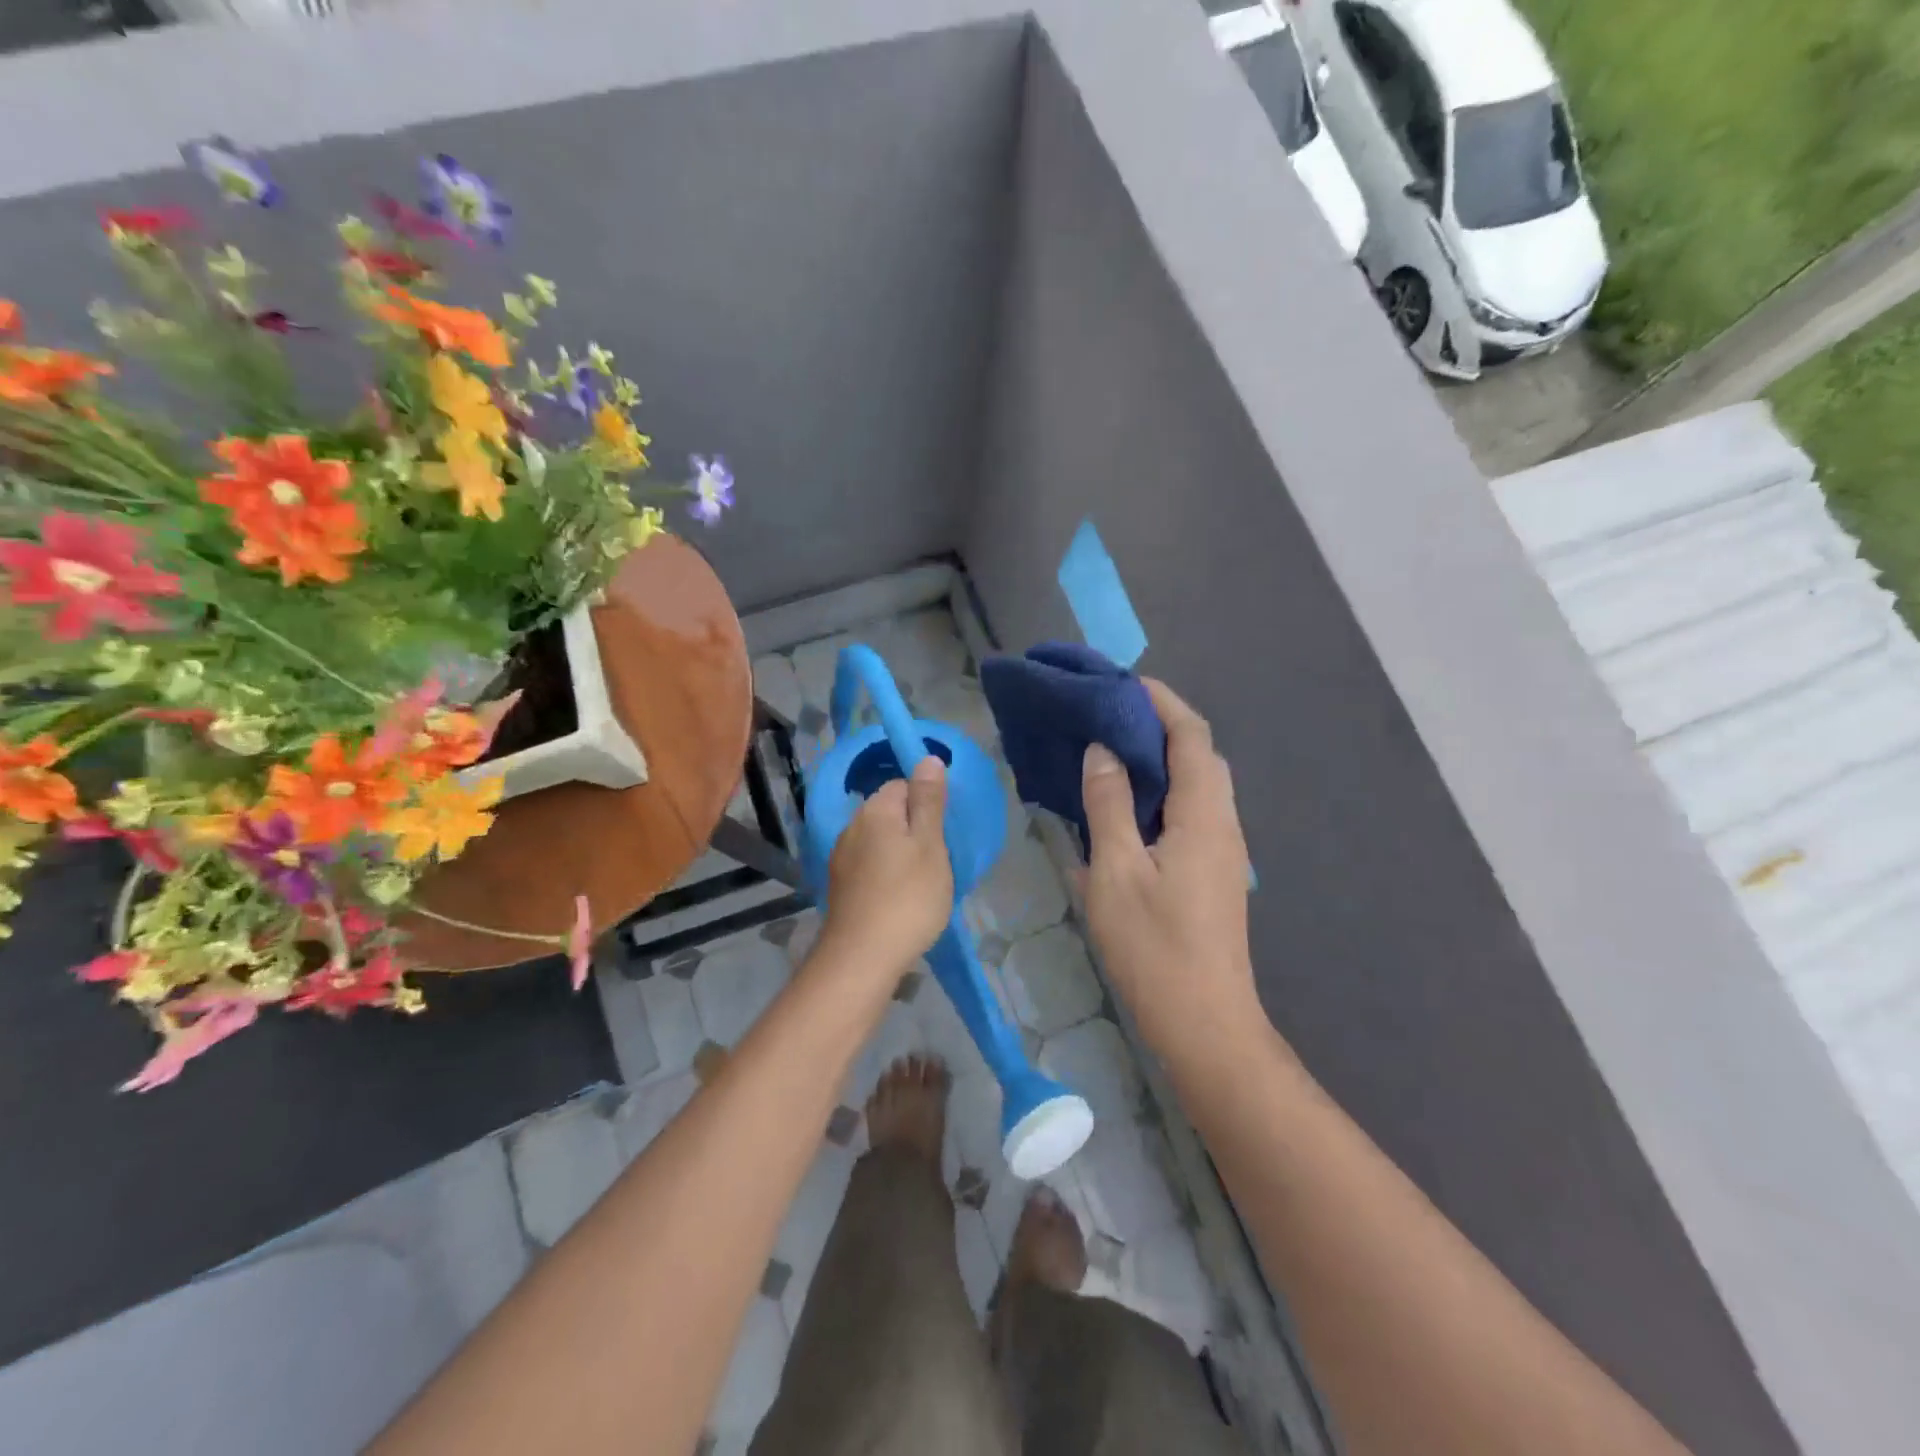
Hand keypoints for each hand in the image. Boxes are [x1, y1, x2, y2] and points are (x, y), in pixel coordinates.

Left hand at [817, 757, 953, 978]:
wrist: (863, 957)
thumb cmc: (907, 897)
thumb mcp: (930, 845)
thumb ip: (929, 801)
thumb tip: (927, 758)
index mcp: (875, 810)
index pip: (903, 785)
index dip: (926, 804)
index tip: (943, 833)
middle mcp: (852, 827)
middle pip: (890, 813)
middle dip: (914, 830)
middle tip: (938, 861)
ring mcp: (841, 858)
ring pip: (879, 842)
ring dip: (900, 854)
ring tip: (922, 883)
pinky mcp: (840, 886)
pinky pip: (869, 866)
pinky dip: (886, 875)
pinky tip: (899, 899)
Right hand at [1080, 680, 1257, 1053]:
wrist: (1204, 1023)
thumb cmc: (1155, 946)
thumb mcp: (1117, 871)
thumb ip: (1109, 804)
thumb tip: (1101, 751)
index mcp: (1203, 814)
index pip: (1191, 735)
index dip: (1160, 701)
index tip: (1120, 683)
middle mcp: (1222, 823)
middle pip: (1199, 755)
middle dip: (1158, 725)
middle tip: (1106, 717)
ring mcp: (1222, 850)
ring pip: (1195, 785)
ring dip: (1158, 760)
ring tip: (1108, 752)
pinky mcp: (1212, 872)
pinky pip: (1189, 813)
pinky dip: (1159, 793)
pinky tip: (1121, 808)